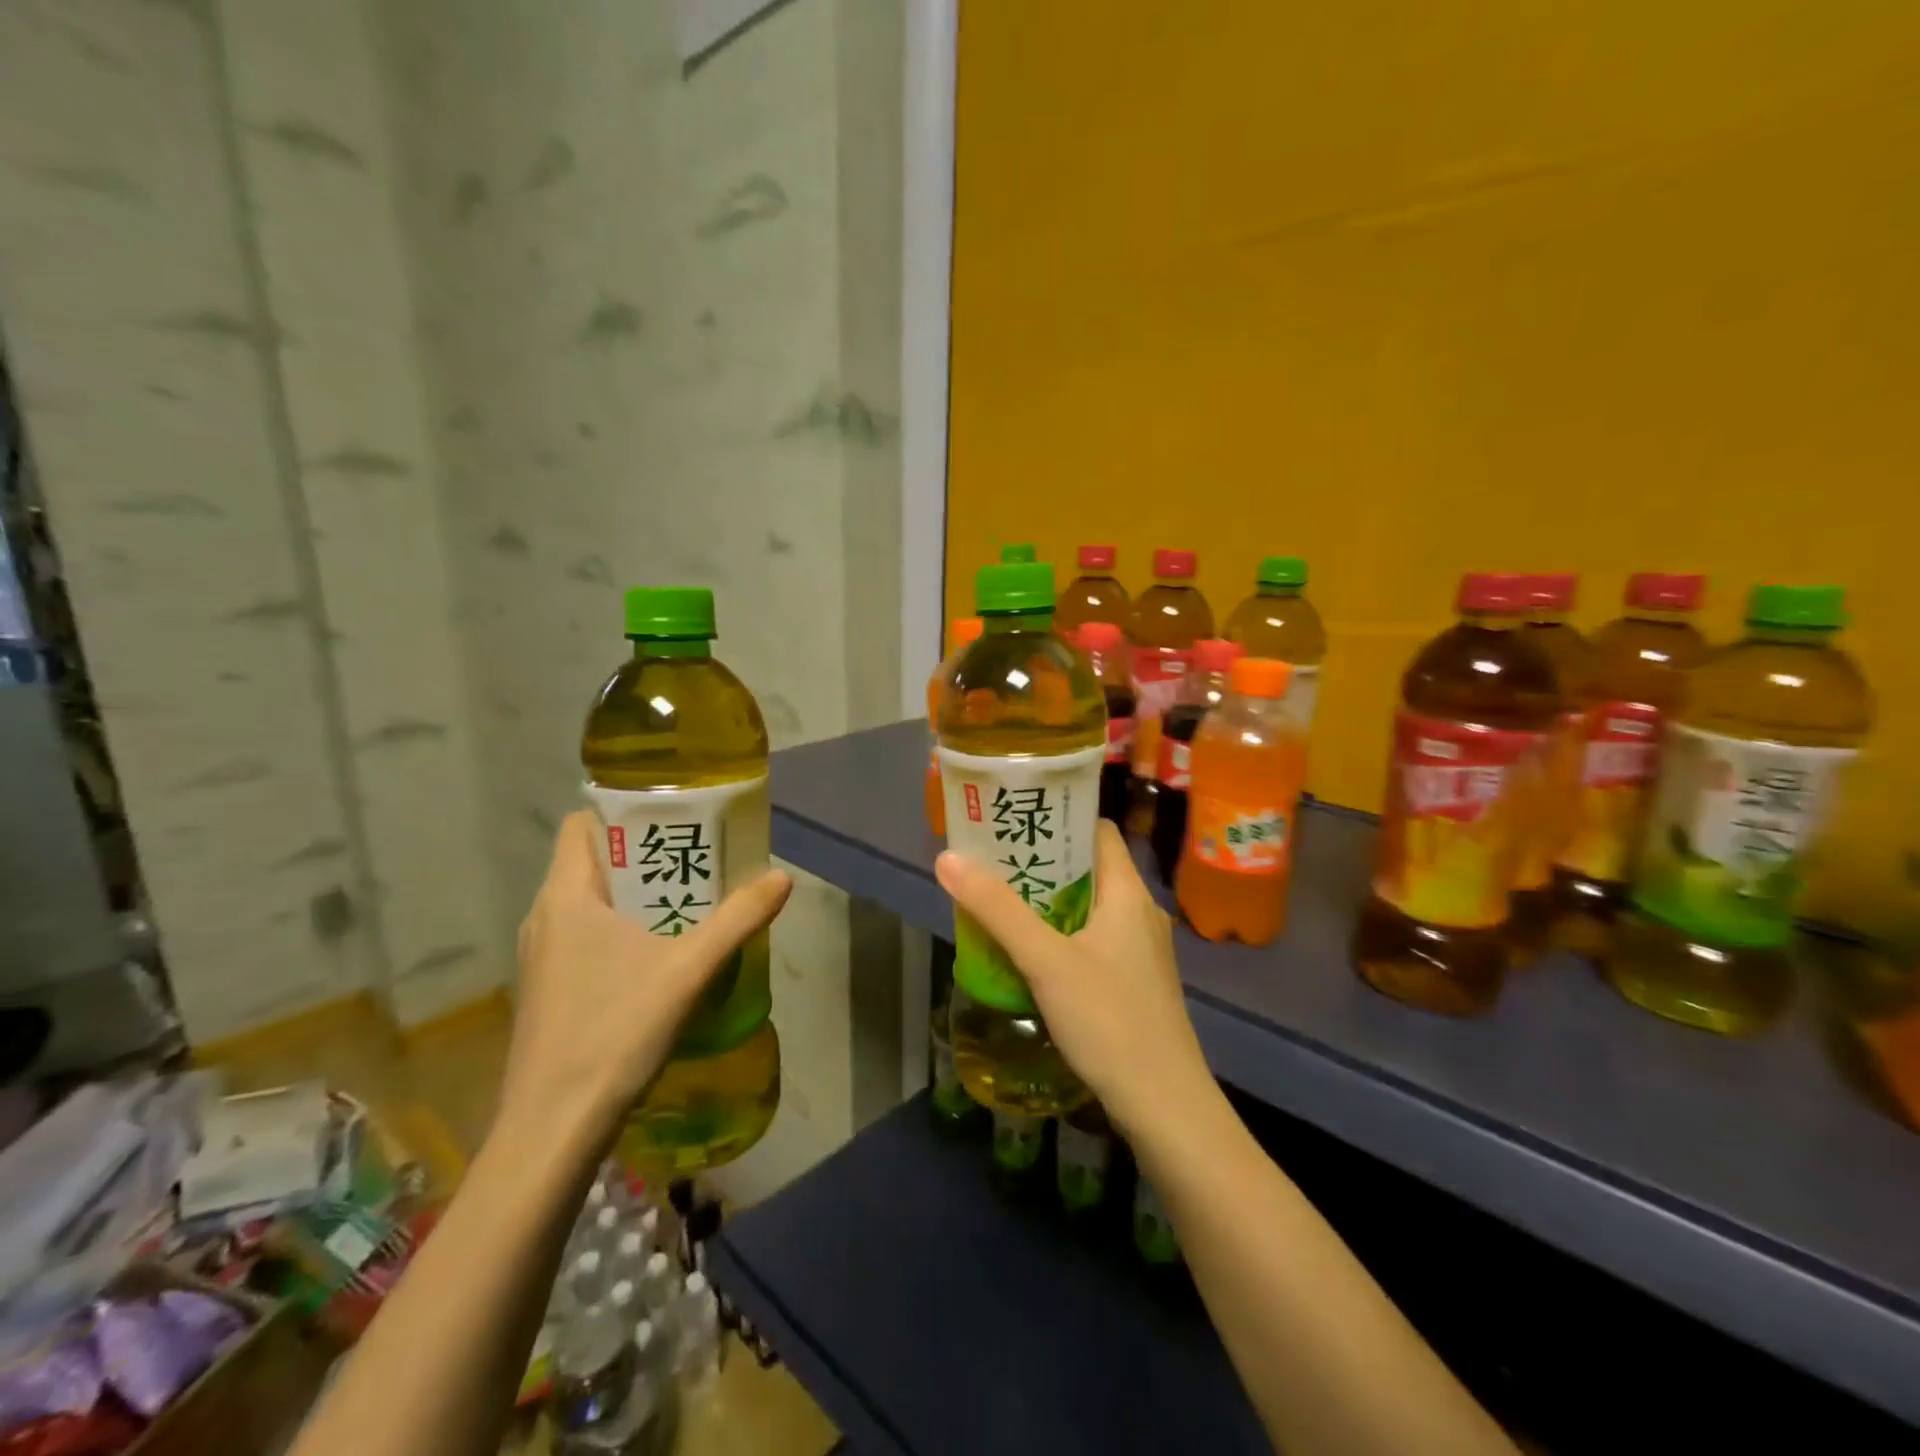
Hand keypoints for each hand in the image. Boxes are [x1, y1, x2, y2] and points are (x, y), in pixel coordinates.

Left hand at [500, 811, 791, 1146]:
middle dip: (644, 855)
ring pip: (590, 903)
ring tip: (688, 902)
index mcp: (566, 896)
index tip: (672, 817)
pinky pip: (586, 936)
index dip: (623, 813)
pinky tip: (660, 956)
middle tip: (698, 858)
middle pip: (593, 862)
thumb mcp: (689, 969)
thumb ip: (739, 919)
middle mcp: (545, 918)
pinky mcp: (548, 990)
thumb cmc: (615, 1032)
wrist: (553, 1130)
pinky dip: (621, 930)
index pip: (582, 824)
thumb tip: (782, 877)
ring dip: (636, 896)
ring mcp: (542, 957)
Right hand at [935, 820, 1213, 1139]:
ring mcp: (1141, 950)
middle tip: (994, 860)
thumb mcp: (1046, 961)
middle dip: (1043, 862)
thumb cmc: (1110, 1020)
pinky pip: (1095, 940)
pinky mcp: (1136, 982)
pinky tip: (1031, 953)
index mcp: (1128, 893)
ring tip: (1002, 901)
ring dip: (1050, 901)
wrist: (1165, 1106)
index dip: (1060, 818)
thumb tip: (948, 858)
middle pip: (1090, 868)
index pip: (1098, 831)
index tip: (1016, 819)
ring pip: (1090, 907)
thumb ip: (997, 910)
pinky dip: (1063, 934)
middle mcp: (1140, 912)